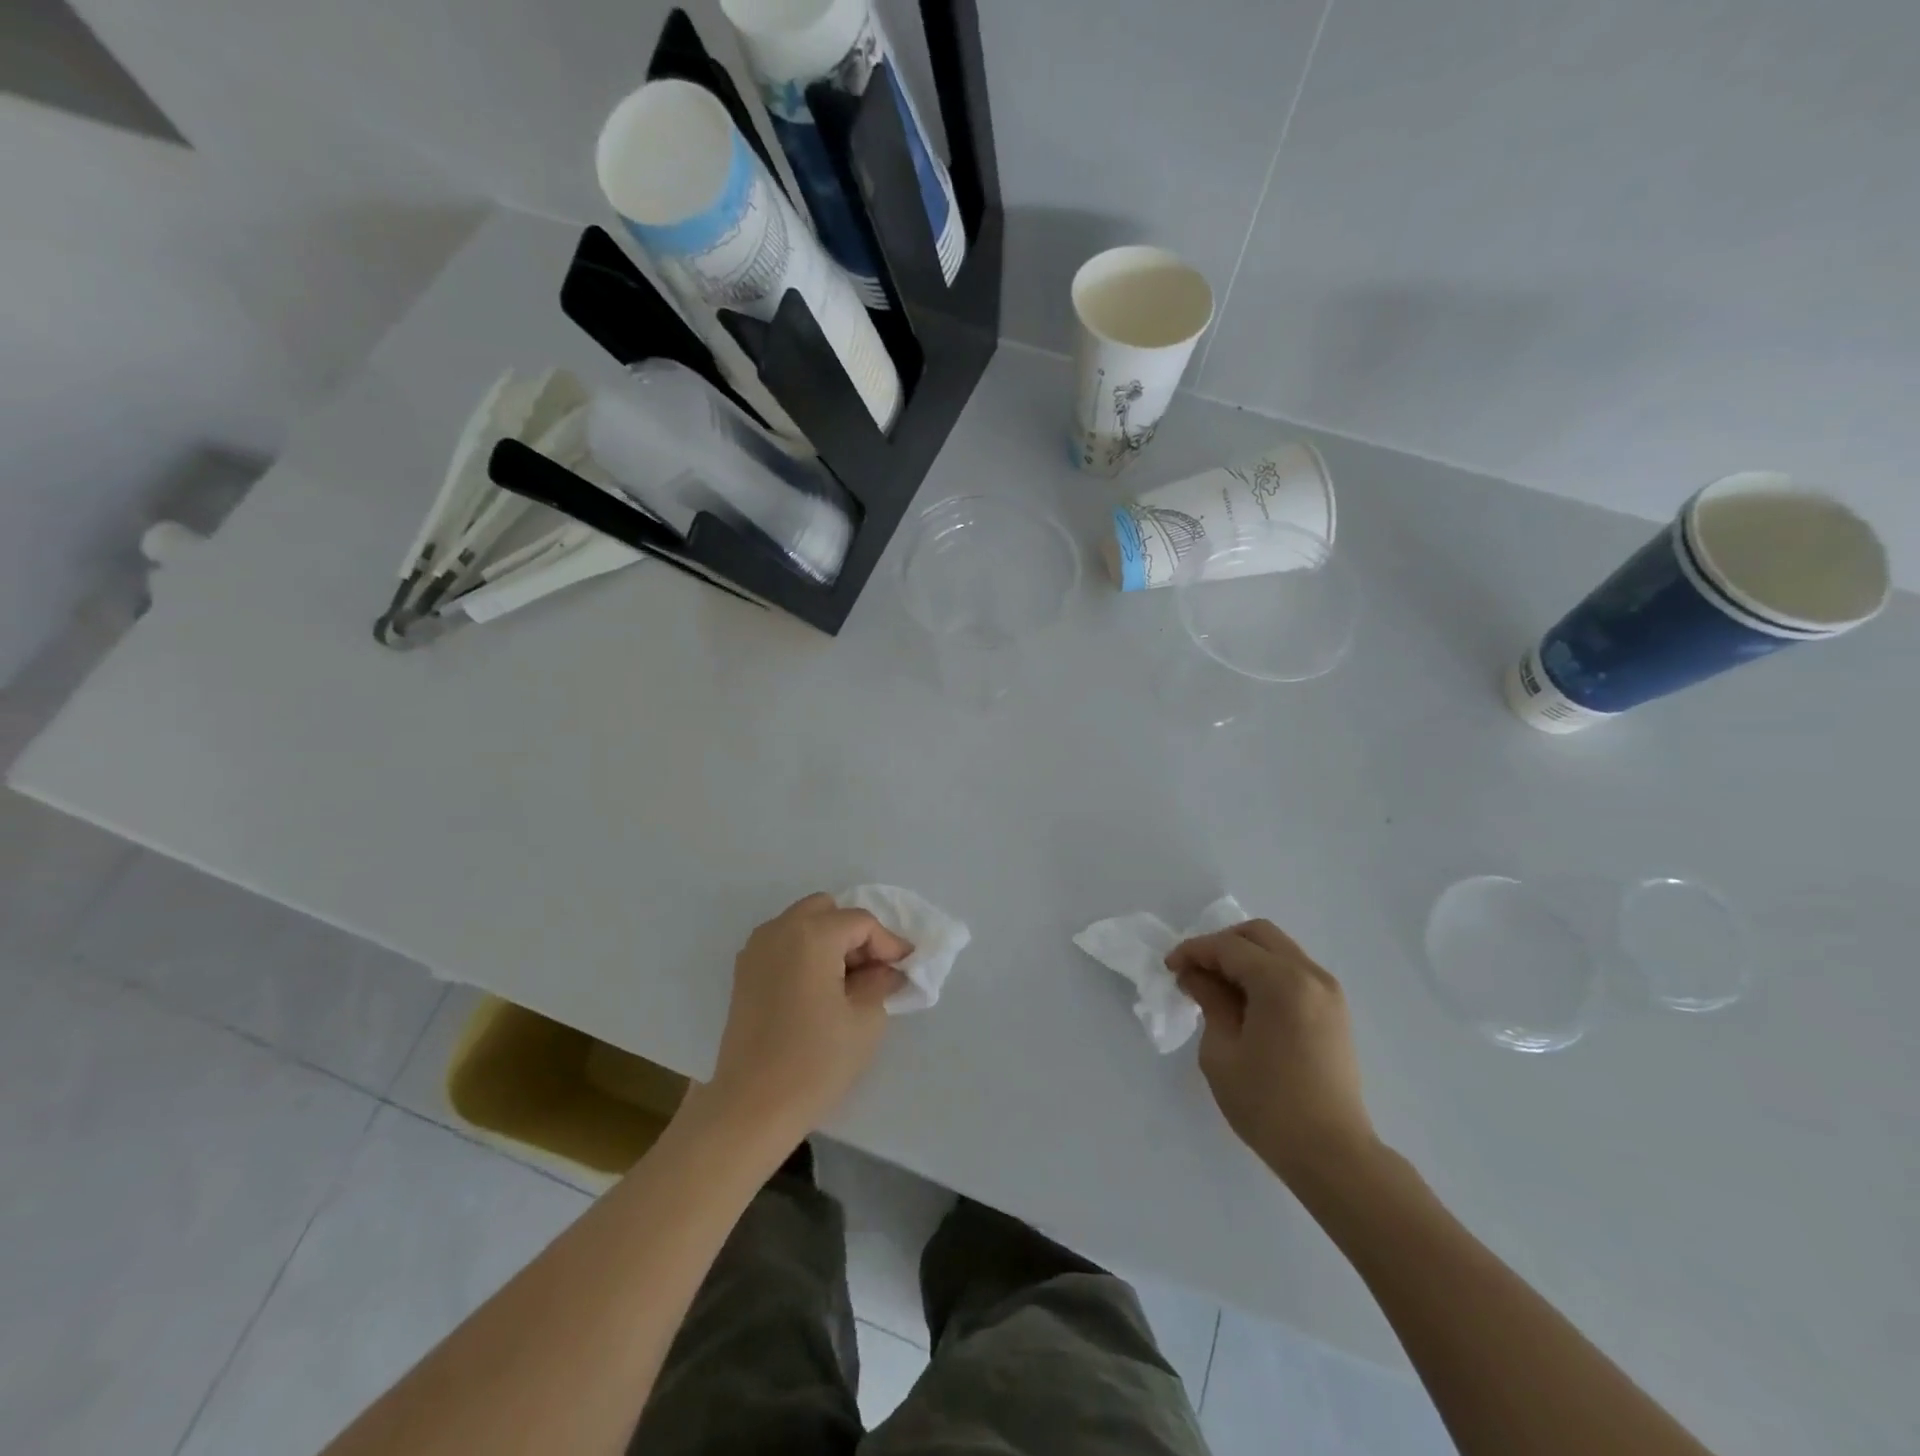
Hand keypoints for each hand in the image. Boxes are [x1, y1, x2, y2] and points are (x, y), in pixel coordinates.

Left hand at [705, 893, 909, 1145]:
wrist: (750, 1108)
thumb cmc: (814, 1062)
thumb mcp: (865, 1021)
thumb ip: (881, 982)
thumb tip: (887, 969)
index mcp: (811, 935)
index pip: (861, 922)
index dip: (889, 943)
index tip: (906, 968)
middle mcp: (779, 930)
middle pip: (828, 911)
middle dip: (855, 934)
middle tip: (874, 970)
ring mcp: (756, 950)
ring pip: (803, 923)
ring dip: (830, 941)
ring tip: (848, 982)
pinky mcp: (744, 973)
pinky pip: (784, 944)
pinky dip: (806, 953)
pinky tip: (820, 989)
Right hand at [1167, 919, 1378, 1189]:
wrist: (1333, 1155)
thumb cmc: (1268, 1105)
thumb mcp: (1222, 1051)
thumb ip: (1209, 1001)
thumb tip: (1196, 976)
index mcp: (1282, 982)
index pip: (1229, 947)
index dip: (1193, 951)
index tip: (1169, 968)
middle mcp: (1311, 975)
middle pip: (1258, 935)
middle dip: (1220, 945)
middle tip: (1194, 971)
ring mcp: (1329, 992)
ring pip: (1278, 950)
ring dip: (1244, 958)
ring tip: (1216, 988)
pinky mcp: (1335, 1011)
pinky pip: (1294, 972)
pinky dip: (1265, 973)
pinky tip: (1245, 1002)